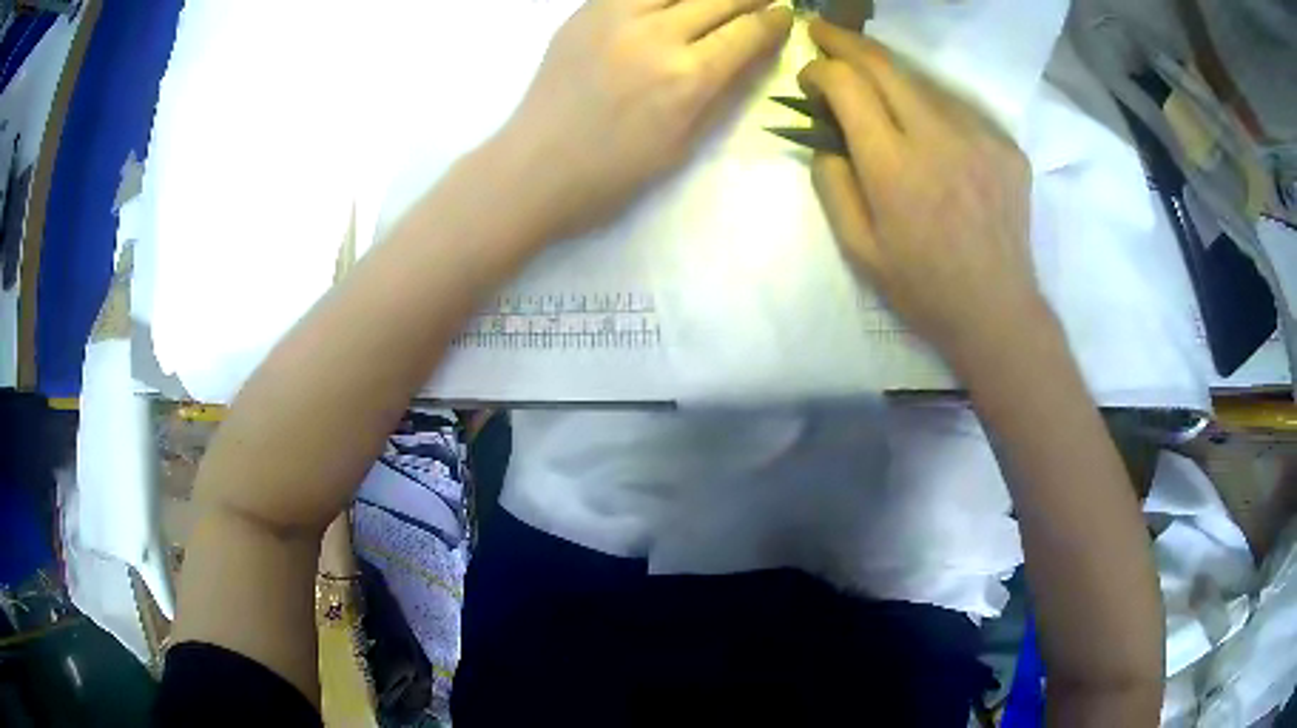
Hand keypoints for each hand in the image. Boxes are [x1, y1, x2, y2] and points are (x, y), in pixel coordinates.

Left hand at [496, 0, 792, 240]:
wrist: (533, 169)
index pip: (747, 31)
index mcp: (688, 78)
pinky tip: (674, 3)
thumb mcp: (684, 144)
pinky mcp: (583, 12)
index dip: (774, 19)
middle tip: (764, 0)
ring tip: (718, 1)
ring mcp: (615, 17)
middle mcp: (657, 36)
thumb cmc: (613, 173)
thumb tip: (758, 54)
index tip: (786, 14)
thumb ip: (725, 92)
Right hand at [801, 20, 1049, 371]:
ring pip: (923, 81)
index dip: (820, 70)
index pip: (848, 86)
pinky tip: (924, 123)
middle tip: (822, 30)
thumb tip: (825, 139)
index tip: (809, 75)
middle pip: (885, 66)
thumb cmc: (922, 288)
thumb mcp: (858, 250)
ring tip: (871, 78)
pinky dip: (931, 104)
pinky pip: (958, 108)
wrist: (997, 311)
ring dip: (889, 72)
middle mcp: (938, 138)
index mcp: (894, 167)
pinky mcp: (1006, 147)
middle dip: (846, 42)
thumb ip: (833, 185)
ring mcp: (979, 138)